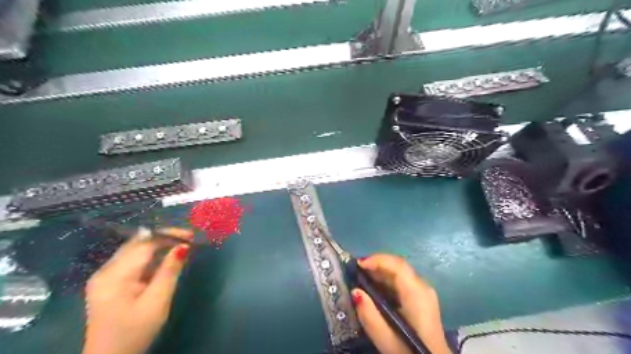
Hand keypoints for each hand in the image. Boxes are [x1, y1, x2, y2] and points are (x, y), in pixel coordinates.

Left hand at [81, 227, 193, 353]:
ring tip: (181, 246)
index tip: (191, 235)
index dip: (169, 235)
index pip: (144, 243)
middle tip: (188, 239)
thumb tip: (183, 246)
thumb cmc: (135, 332)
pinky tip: (164, 259)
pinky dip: (151, 256)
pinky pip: (132, 260)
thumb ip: (169, 271)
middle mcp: (105, 270)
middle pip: (137, 243)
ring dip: (158, 245)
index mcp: (114, 275)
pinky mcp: (109, 282)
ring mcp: (105, 276)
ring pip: (135, 250)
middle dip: (164, 237)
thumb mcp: (157, 301)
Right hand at [352, 253, 451, 353]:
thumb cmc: (410, 351)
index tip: (357, 264)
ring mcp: (424, 292)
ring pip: (399, 272)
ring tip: (361, 277)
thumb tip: (355, 291)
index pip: (397, 265)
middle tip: (355, 270)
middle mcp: (422, 287)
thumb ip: (369, 315)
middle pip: (398, 266)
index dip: (377, 260)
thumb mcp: (386, 340)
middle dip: (375, 264)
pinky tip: (375, 288)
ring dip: (380, 271)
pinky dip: (386, 280)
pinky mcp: (421, 298)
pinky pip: (402, 280)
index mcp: (416, 293)